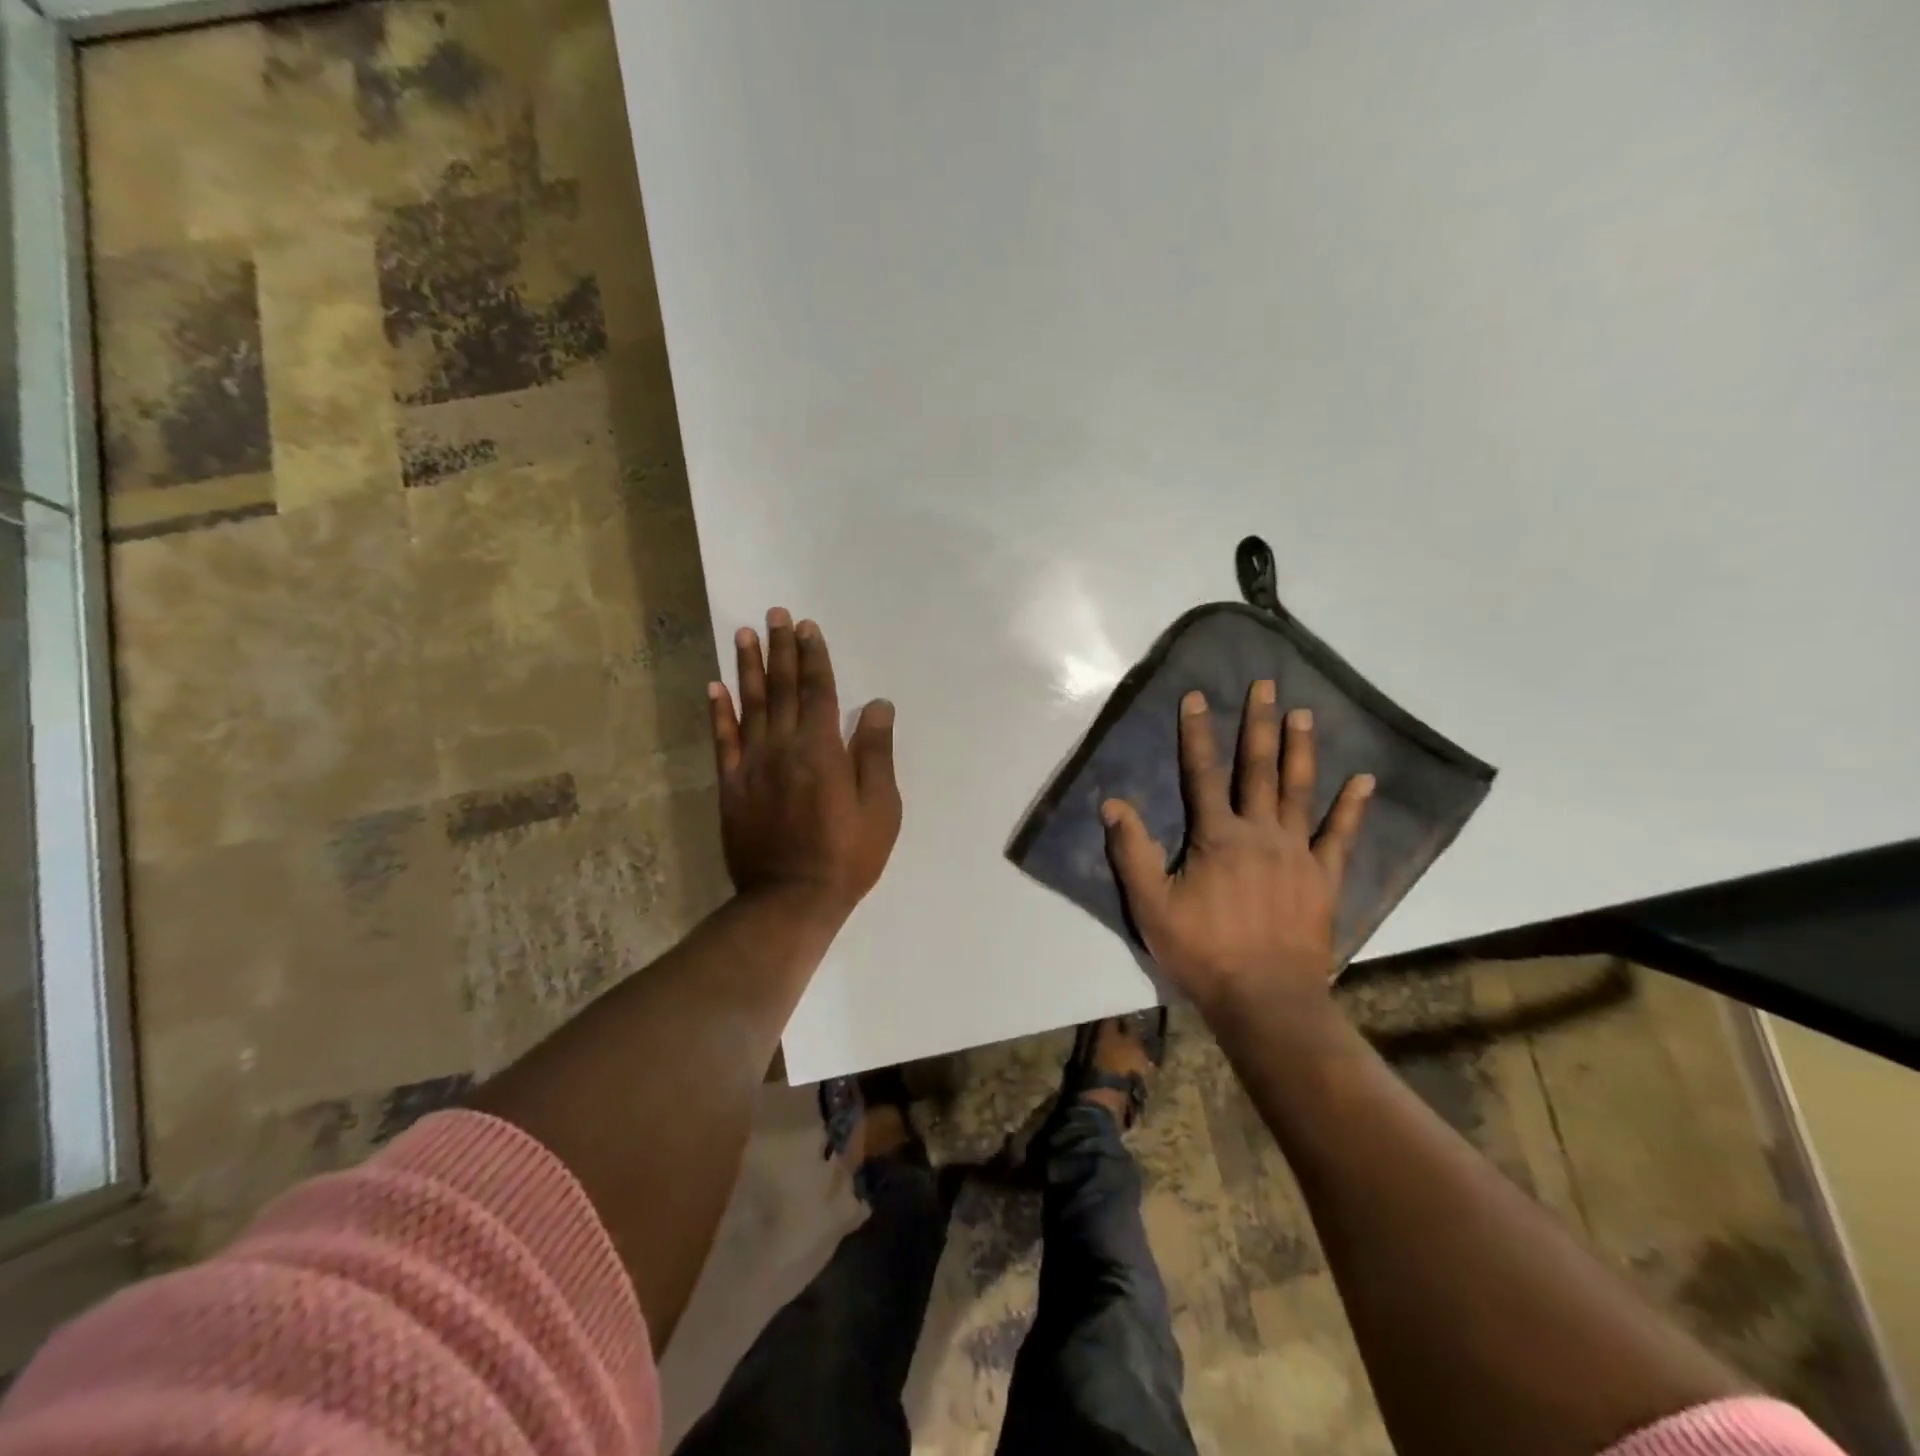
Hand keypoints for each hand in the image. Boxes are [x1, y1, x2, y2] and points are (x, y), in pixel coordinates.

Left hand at [709, 609, 901, 916]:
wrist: (791, 899)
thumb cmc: (847, 855)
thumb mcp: (880, 807)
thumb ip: (875, 752)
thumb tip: (877, 705)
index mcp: (822, 749)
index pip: (817, 691)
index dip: (813, 657)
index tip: (807, 627)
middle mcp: (783, 747)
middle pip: (782, 689)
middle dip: (781, 649)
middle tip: (775, 614)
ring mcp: (752, 765)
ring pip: (750, 705)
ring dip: (749, 667)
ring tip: (745, 634)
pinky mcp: (731, 786)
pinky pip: (722, 740)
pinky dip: (719, 711)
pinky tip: (715, 686)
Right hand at [1102, 681, 1373, 1019]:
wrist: (1264, 999)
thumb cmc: (1202, 952)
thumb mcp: (1150, 905)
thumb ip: (1132, 851)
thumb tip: (1113, 803)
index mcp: (1217, 836)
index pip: (1202, 773)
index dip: (1197, 733)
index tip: (1197, 696)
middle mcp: (1259, 832)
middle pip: (1257, 768)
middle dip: (1258, 724)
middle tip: (1266, 685)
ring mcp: (1297, 852)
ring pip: (1299, 790)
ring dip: (1300, 749)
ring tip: (1304, 714)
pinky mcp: (1324, 877)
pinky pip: (1341, 836)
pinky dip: (1352, 807)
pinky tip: (1363, 780)